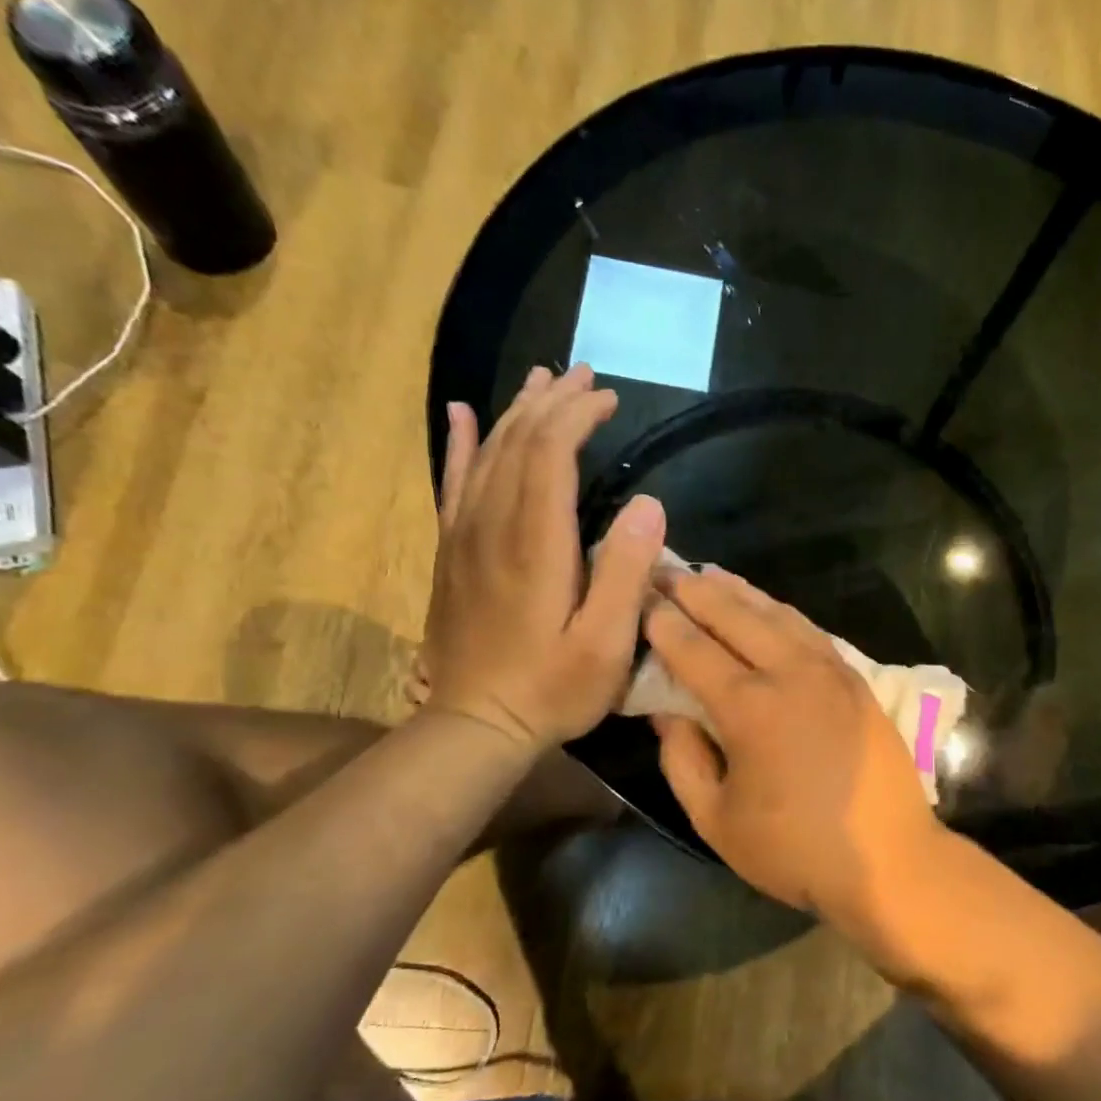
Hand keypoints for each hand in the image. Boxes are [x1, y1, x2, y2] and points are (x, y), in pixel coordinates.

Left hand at [422, 364, 665, 747]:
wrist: (476, 724)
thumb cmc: (552, 689)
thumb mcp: (606, 644)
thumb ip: (628, 573)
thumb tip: (649, 504)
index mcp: (536, 544)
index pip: (550, 454)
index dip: (577, 416)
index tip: (607, 398)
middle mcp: (493, 526)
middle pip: (516, 442)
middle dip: (551, 402)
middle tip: (583, 375)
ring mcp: (464, 537)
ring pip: (486, 454)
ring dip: (515, 412)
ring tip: (540, 380)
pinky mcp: (451, 553)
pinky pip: (453, 483)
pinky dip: (461, 443)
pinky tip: (463, 415)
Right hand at [644, 568, 943, 922]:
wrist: (889, 860)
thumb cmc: (795, 850)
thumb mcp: (716, 820)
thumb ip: (682, 760)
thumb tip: (665, 711)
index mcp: (751, 708)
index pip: (695, 650)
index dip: (664, 623)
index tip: (641, 599)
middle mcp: (791, 674)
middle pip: (736, 617)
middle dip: (696, 591)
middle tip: (667, 572)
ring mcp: (830, 671)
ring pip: (778, 614)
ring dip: (740, 592)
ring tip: (710, 575)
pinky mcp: (856, 679)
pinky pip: (811, 630)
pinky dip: (781, 611)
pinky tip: (767, 607)